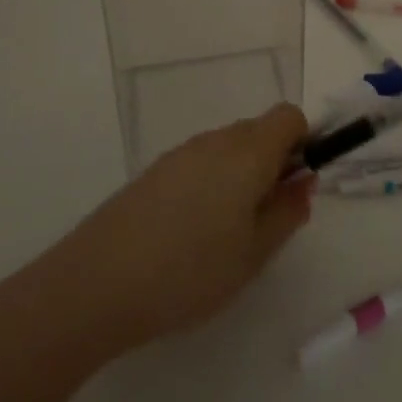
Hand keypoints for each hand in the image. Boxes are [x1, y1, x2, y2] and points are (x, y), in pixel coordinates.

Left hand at [43, 103, 314, 356]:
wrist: (96, 284)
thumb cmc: (190, 271)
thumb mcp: (254, 254)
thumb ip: (288, 212)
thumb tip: (304, 181)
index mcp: (249, 151)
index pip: (289, 117)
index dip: (303, 144)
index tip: (295, 186)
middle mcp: (216, 140)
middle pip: (259, 131)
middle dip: (272, 164)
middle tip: (264, 219)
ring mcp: (181, 153)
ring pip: (228, 149)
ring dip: (240, 176)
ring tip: (226, 235)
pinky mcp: (154, 171)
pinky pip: (199, 163)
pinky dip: (210, 184)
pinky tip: (190, 234)